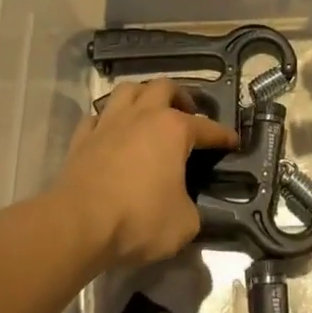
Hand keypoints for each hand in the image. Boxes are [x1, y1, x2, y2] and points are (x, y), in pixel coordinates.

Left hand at [52, 78, 238, 266]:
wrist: (78, 225)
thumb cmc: (138, 219)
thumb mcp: (183, 224)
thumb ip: (192, 209)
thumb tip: (187, 207)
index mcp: (173, 129)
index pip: (207, 127)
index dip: (223, 135)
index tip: (233, 142)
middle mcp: (142, 116)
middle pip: (164, 87)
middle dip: (180, 97)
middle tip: (187, 114)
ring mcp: (108, 123)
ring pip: (127, 90)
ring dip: (142, 96)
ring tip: (148, 113)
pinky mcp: (81, 139)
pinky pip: (96, 117)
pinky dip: (107, 121)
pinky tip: (111, 133)